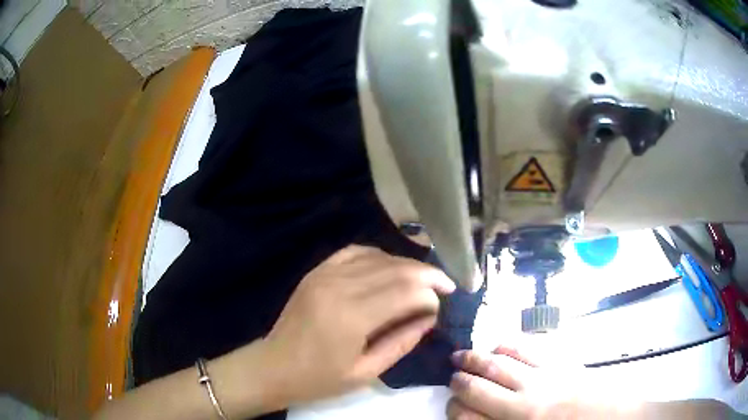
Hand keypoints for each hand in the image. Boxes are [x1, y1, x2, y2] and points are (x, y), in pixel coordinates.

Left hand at [264, 245, 454, 407]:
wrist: (274, 366)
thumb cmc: (319, 379)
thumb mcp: (367, 372)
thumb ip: (402, 342)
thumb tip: (429, 317)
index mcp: (352, 317)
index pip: (406, 292)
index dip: (431, 295)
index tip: (441, 306)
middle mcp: (340, 286)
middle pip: (397, 269)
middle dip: (427, 275)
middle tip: (446, 285)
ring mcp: (325, 274)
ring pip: (379, 257)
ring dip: (406, 265)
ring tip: (423, 279)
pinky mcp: (317, 271)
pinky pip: (354, 252)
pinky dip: (378, 256)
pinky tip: (390, 267)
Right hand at [447, 346, 592, 419]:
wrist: (608, 415)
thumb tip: (475, 419)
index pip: (467, 418)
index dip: (453, 410)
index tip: (452, 406)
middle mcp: (522, 404)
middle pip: (477, 388)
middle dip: (458, 382)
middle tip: (452, 379)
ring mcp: (541, 379)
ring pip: (497, 364)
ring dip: (474, 359)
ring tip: (460, 357)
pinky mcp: (558, 362)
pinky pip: (526, 348)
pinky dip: (507, 345)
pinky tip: (498, 346)